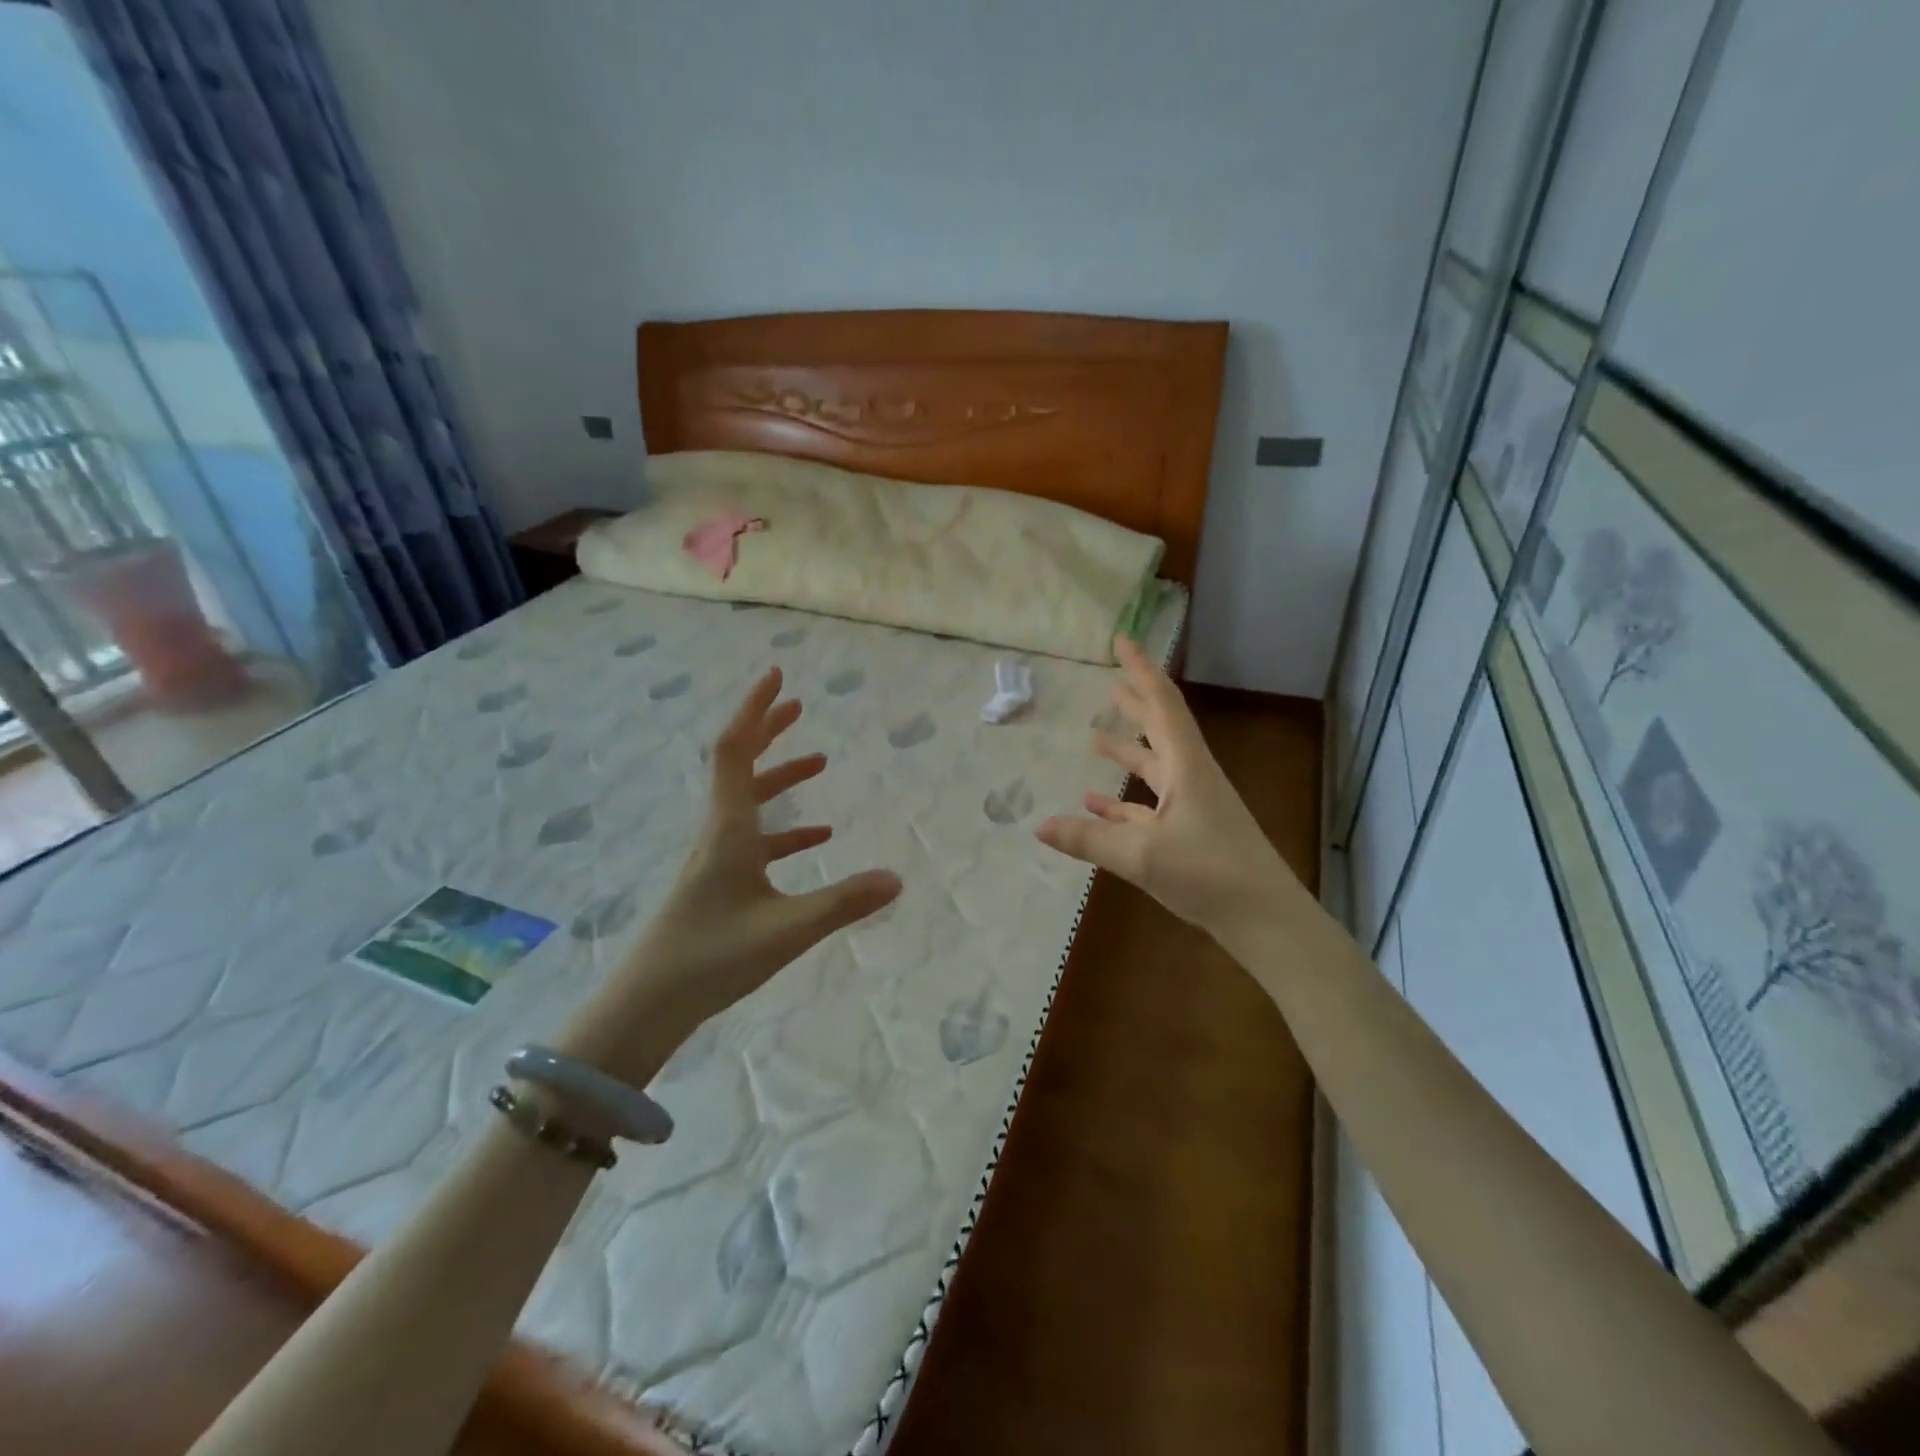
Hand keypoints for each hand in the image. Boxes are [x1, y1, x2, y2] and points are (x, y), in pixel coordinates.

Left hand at [569, 668, 901, 1082]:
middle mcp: (719, 833)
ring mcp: (716, 858)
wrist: (648, 1004)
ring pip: (749, 801)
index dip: (756, 710)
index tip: (778, 676)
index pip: (735, 750)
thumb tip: (897, 879)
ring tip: (820, 763)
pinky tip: (816, 840)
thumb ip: (844, 903)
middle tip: (799, 705)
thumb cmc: (713, 957)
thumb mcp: (788, 930)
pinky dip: (785, 829)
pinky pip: (755, 840)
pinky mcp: (719, 883)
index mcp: (729, 829)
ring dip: (781, 777)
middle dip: (768, 730)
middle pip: (739, 764)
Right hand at [1036, 636, 1306, 958]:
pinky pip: (1150, 806)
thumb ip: (1089, 839)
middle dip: (1134, 703)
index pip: (1161, 704)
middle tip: (1109, 682)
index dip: (1140, 670)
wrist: (1266, 920)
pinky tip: (1098, 804)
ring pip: (1154, 767)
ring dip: (1127, 749)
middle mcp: (1191, 778)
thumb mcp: (1142, 856)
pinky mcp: (1191, 834)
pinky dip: (1124, 801)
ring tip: (1094, 736)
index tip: (1122, 641)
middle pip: (1160, 728)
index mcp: (1187, 767)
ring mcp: (1193, 806)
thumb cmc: (1209, 874)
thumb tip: (1038, 826)